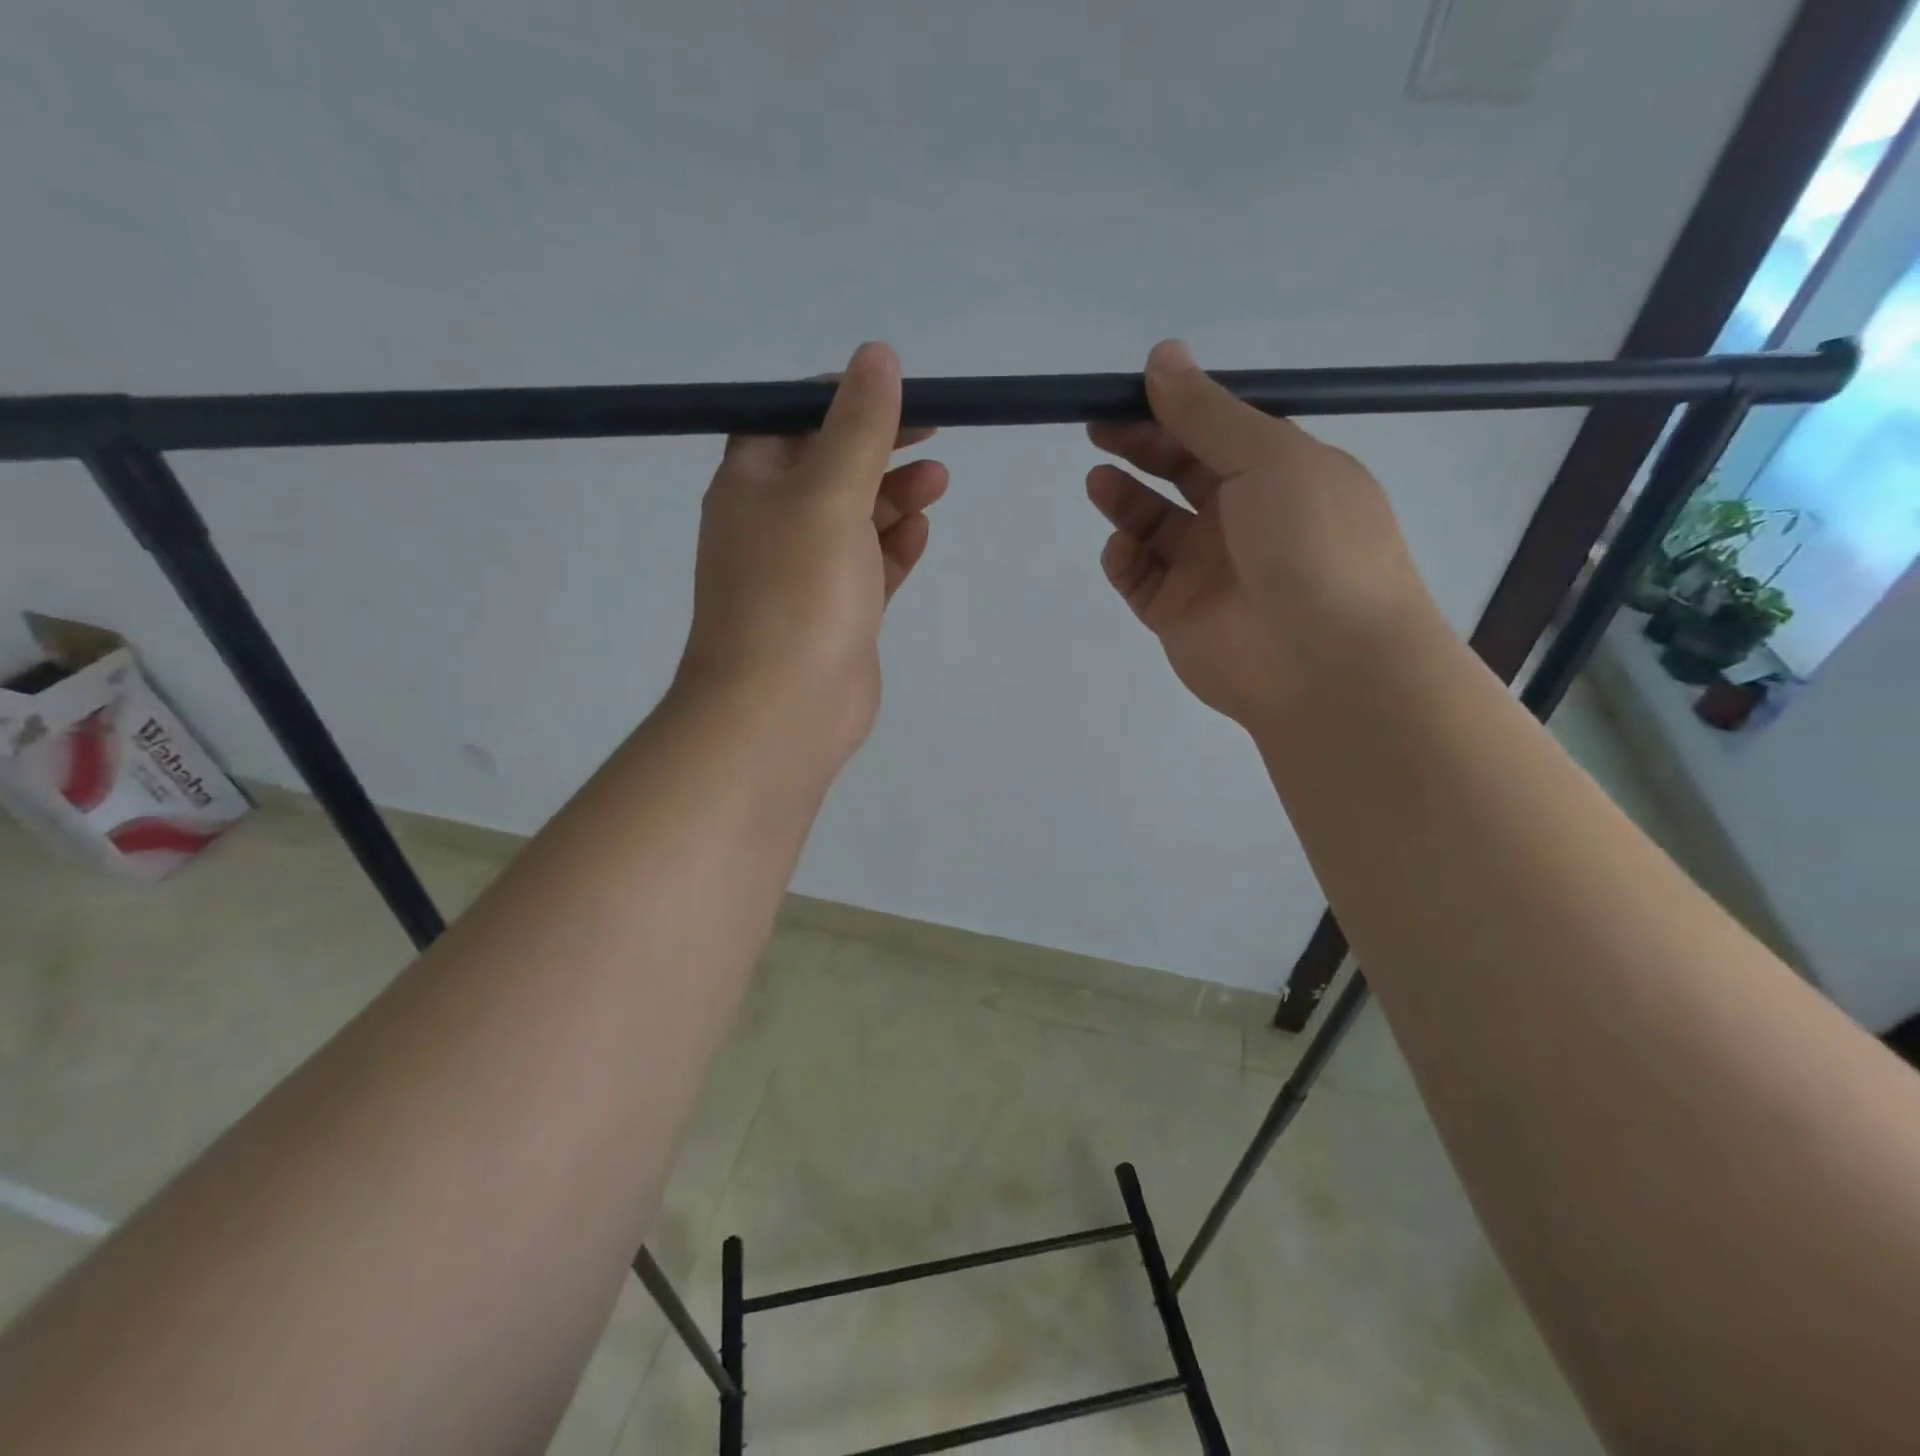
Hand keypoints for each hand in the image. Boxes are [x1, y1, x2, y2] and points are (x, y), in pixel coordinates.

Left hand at [676, 342, 947, 764]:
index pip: (791, 419)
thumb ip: (858, 427)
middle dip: (880, 448)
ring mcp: (805, 574)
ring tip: (940, 482)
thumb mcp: (828, 493)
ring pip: (855, 520)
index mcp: (752, 483)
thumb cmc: (798, 591)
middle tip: (935, 435)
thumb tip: (877, 356)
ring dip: (895, 497)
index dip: (841, 399)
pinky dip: (894, 547)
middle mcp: (773, 523)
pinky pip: (868, 568)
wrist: (783, 709)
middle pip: (830, 467)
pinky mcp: (837, 614)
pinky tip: (922, 533)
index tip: (896, 391)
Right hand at [1087, 340, 1442, 731]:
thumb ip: (1208, 413)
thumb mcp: (1269, 458)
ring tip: (1099, 481)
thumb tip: (1162, 354)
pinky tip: (1122, 547)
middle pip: (1180, 473)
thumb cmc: (1312, 543)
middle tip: (1099, 430)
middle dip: (1141, 448)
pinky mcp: (1177, 615)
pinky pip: (1140, 578)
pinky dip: (1124, 558)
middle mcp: (1243, 519)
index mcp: (1280, 474)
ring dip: (1125, 499)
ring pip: (1154, 526)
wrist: (1325, 663)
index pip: (1217, 432)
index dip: (1174, 410)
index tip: (1129, 392)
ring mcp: (1208, 570)